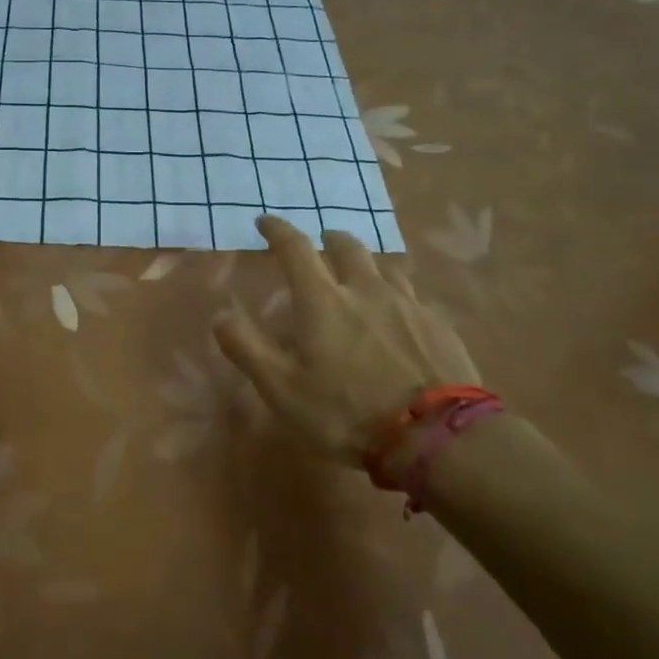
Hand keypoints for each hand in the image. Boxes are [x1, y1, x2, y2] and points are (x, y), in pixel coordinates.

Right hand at [213, 215, 480, 466]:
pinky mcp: (438, 325)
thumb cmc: (347, 412)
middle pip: (347, 247)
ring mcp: (407, 305)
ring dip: (366, 263)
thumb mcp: (282, 390)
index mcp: (323, 300)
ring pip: (384, 266)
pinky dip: (396, 294)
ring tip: (361, 275)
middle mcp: (365, 290)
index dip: (277, 230)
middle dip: (329, 239)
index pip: (295, 248)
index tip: (265, 222)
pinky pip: (412, 296)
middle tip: (321, 243)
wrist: (436, 437)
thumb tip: (220, 315)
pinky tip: (399, 315)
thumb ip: (248, 349)